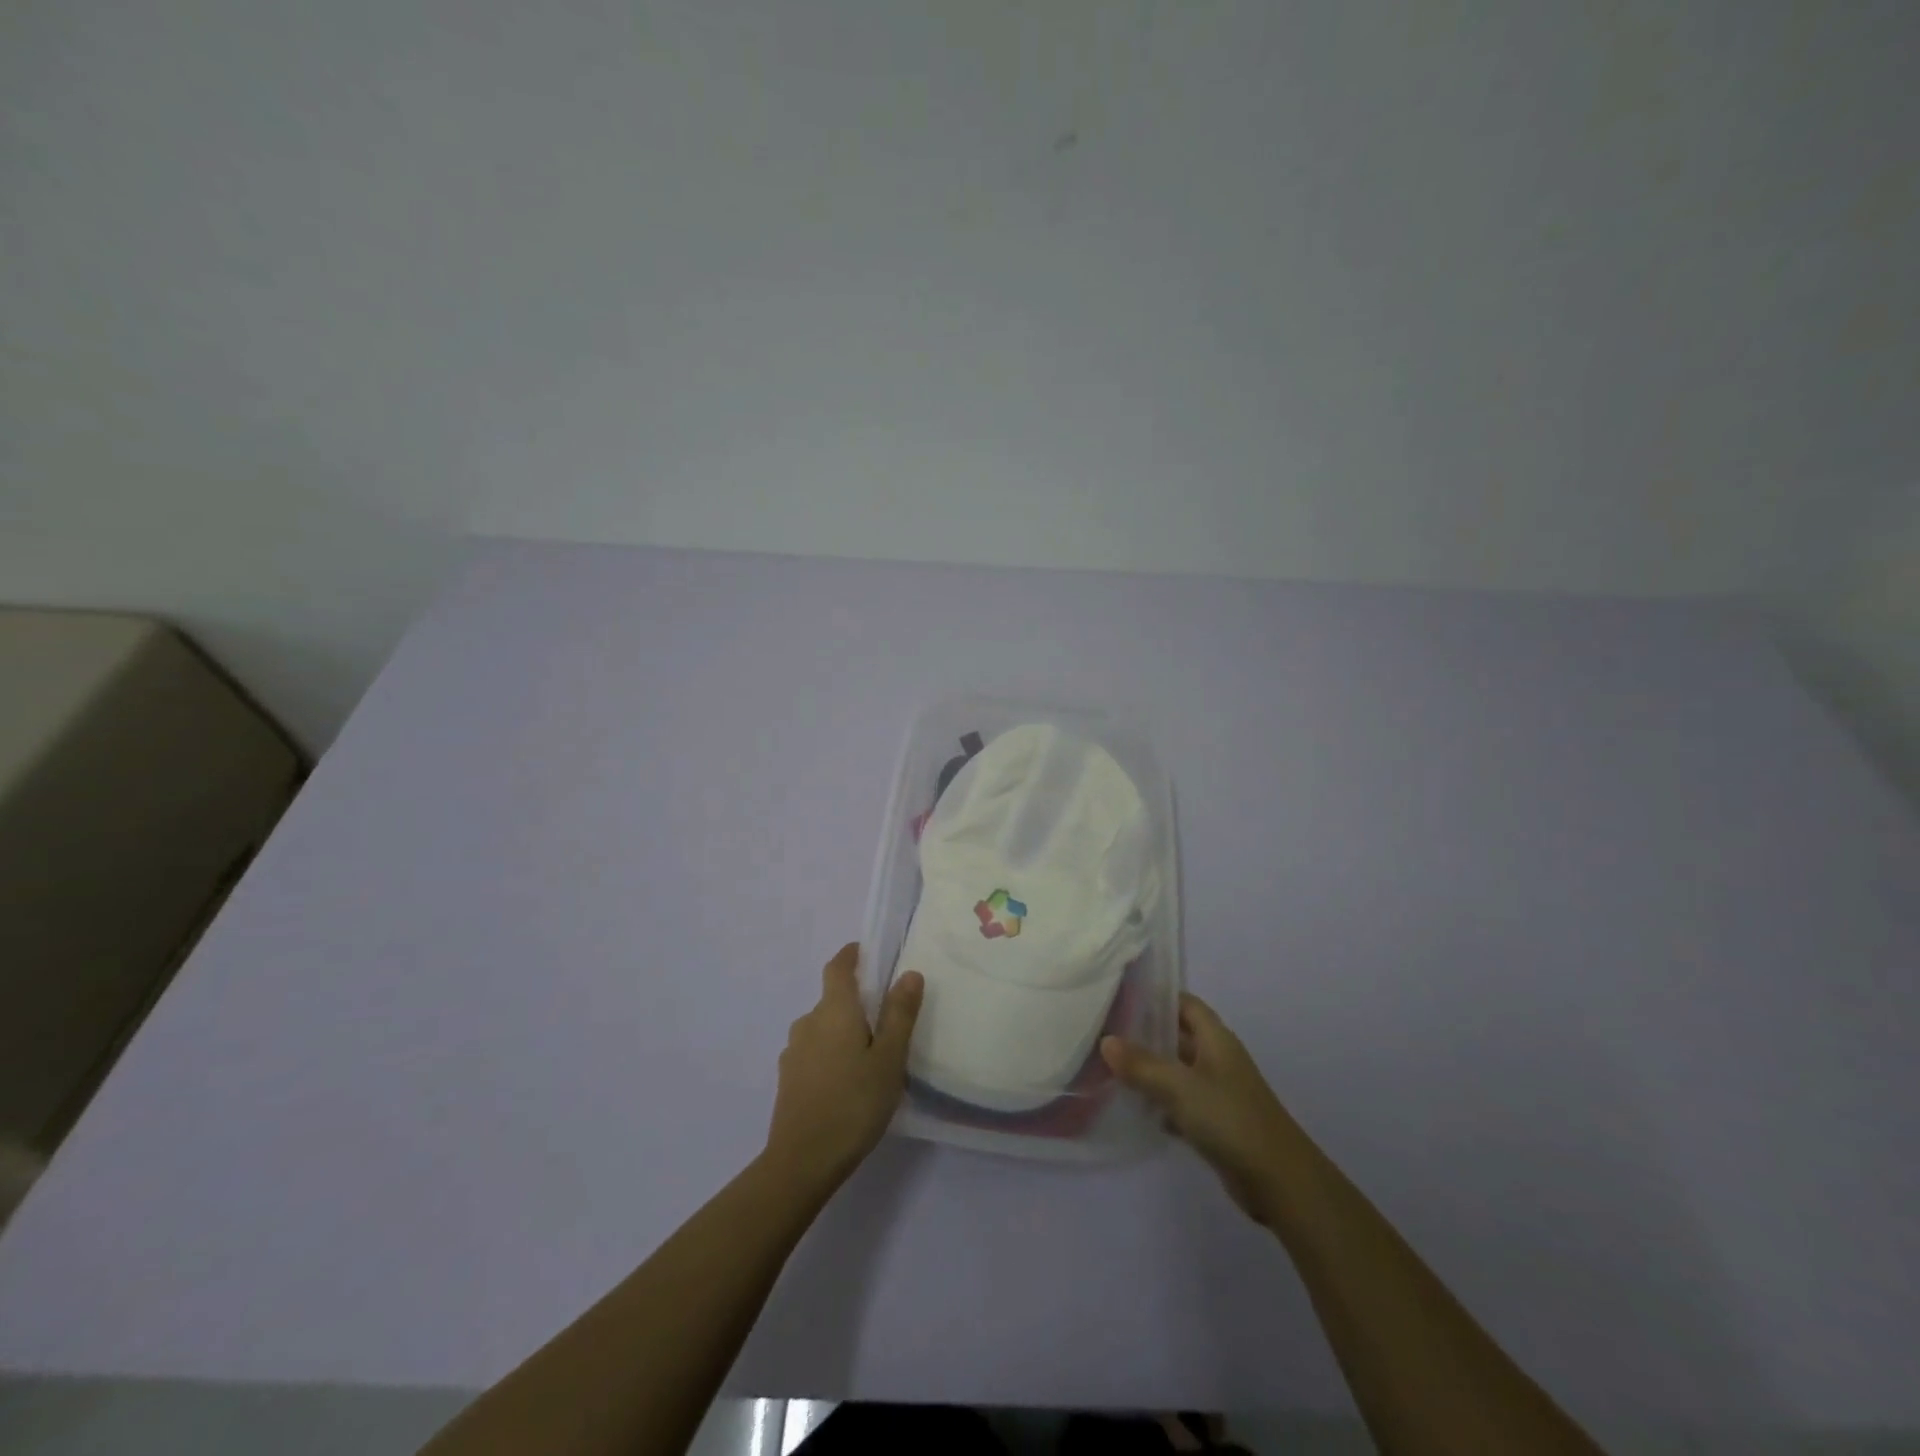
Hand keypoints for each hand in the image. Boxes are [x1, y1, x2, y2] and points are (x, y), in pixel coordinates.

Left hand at [764, 944, 923, 1194]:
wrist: (802, 1161)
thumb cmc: (854, 1103)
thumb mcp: (889, 1058)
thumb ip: (899, 1014)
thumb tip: (908, 973)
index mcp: (834, 1010)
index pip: (837, 967)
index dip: (850, 955)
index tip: (865, 953)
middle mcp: (808, 1022)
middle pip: (832, 1000)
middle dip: (855, 1002)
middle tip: (885, 1021)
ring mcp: (793, 1052)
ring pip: (822, 1028)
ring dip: (842, 1032)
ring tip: (869, 1056)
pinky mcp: (788, 1080)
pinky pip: (813, 1053)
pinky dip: (830, 1055)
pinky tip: (847, 1082)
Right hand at [1101, 993, 1296, 1224]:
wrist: (1278, 1181)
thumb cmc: (1230, 1119)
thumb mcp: (1180, 1087)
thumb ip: (1141, 1064)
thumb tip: (1106, 1041)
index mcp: (1216, 1039)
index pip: (1184, 1003)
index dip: (1156, 997)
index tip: (1120, 995)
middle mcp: (1217, 1059)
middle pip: (1177, 1036)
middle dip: (1145, 1033)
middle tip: (1105, 1031)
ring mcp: (1217, 1091)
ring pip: (1176, 1070)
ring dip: (1149, 1069)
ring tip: (1109, 1066)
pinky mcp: (1215, 1122)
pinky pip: (1180, 1102)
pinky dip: (1160, 1102)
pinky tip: (1134, 1108)